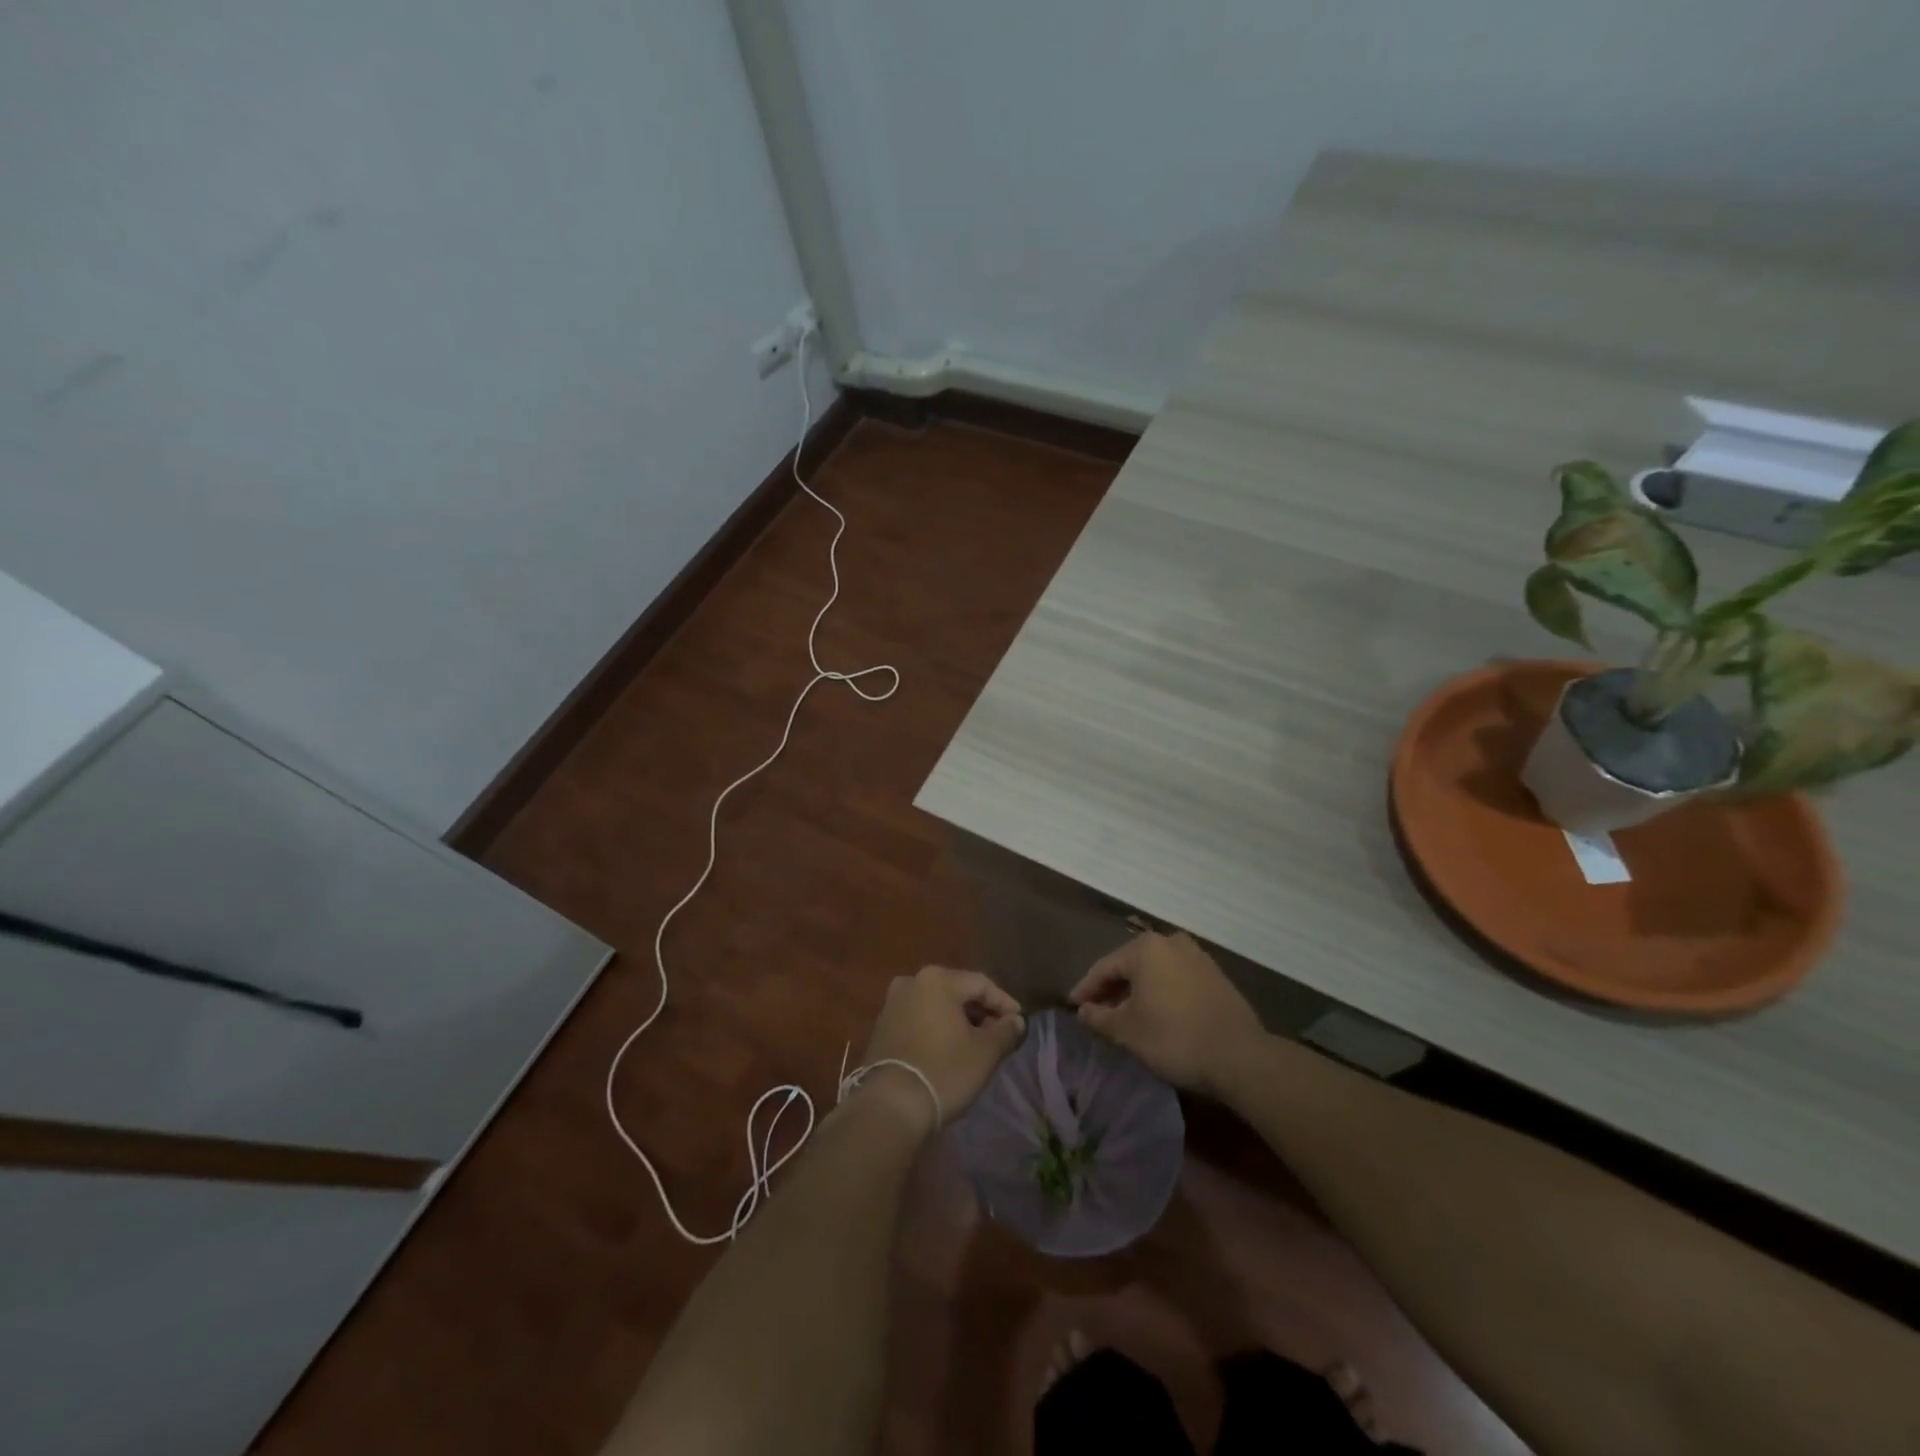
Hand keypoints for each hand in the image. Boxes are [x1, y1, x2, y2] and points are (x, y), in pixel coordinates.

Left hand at [855, 967, 1025, 1132]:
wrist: (890, 1106)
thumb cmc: (944, 1071)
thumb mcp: (986, 1052)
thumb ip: (1006, 1030)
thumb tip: (1015, 1021)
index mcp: (937, 979)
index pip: (982, 983)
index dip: (1005, 1003)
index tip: (1019, 1024)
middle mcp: (911, 982)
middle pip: (956, 991)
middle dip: (980, 1012)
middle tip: (999, 1035)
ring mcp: (892, 1004)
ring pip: (936, 1006)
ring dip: (958, 1022)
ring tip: (975, 1045)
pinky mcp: (881, 1028)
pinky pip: (918, 1020)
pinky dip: (936, 1030)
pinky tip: (947, 1052)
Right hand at [1069, 932, 1266, 1098]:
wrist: (1239, 1055)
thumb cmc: (1173, 1037)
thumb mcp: (1127, 1031)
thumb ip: (1099, 1017)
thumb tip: (1083, 1011)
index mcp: (1145, 948)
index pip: (1105, 967)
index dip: (1086, 989)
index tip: (1074, 1007)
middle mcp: (1171, 942)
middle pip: (1131, 965)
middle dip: (1113, 989)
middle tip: (1098, 1012)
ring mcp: (1197, 956)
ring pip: (1155, 971)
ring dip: (1138, 991)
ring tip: (1126, 1015)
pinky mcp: (1216, 975)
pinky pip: (1176, 979)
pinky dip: (1161, 992)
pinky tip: (1157, 1014)